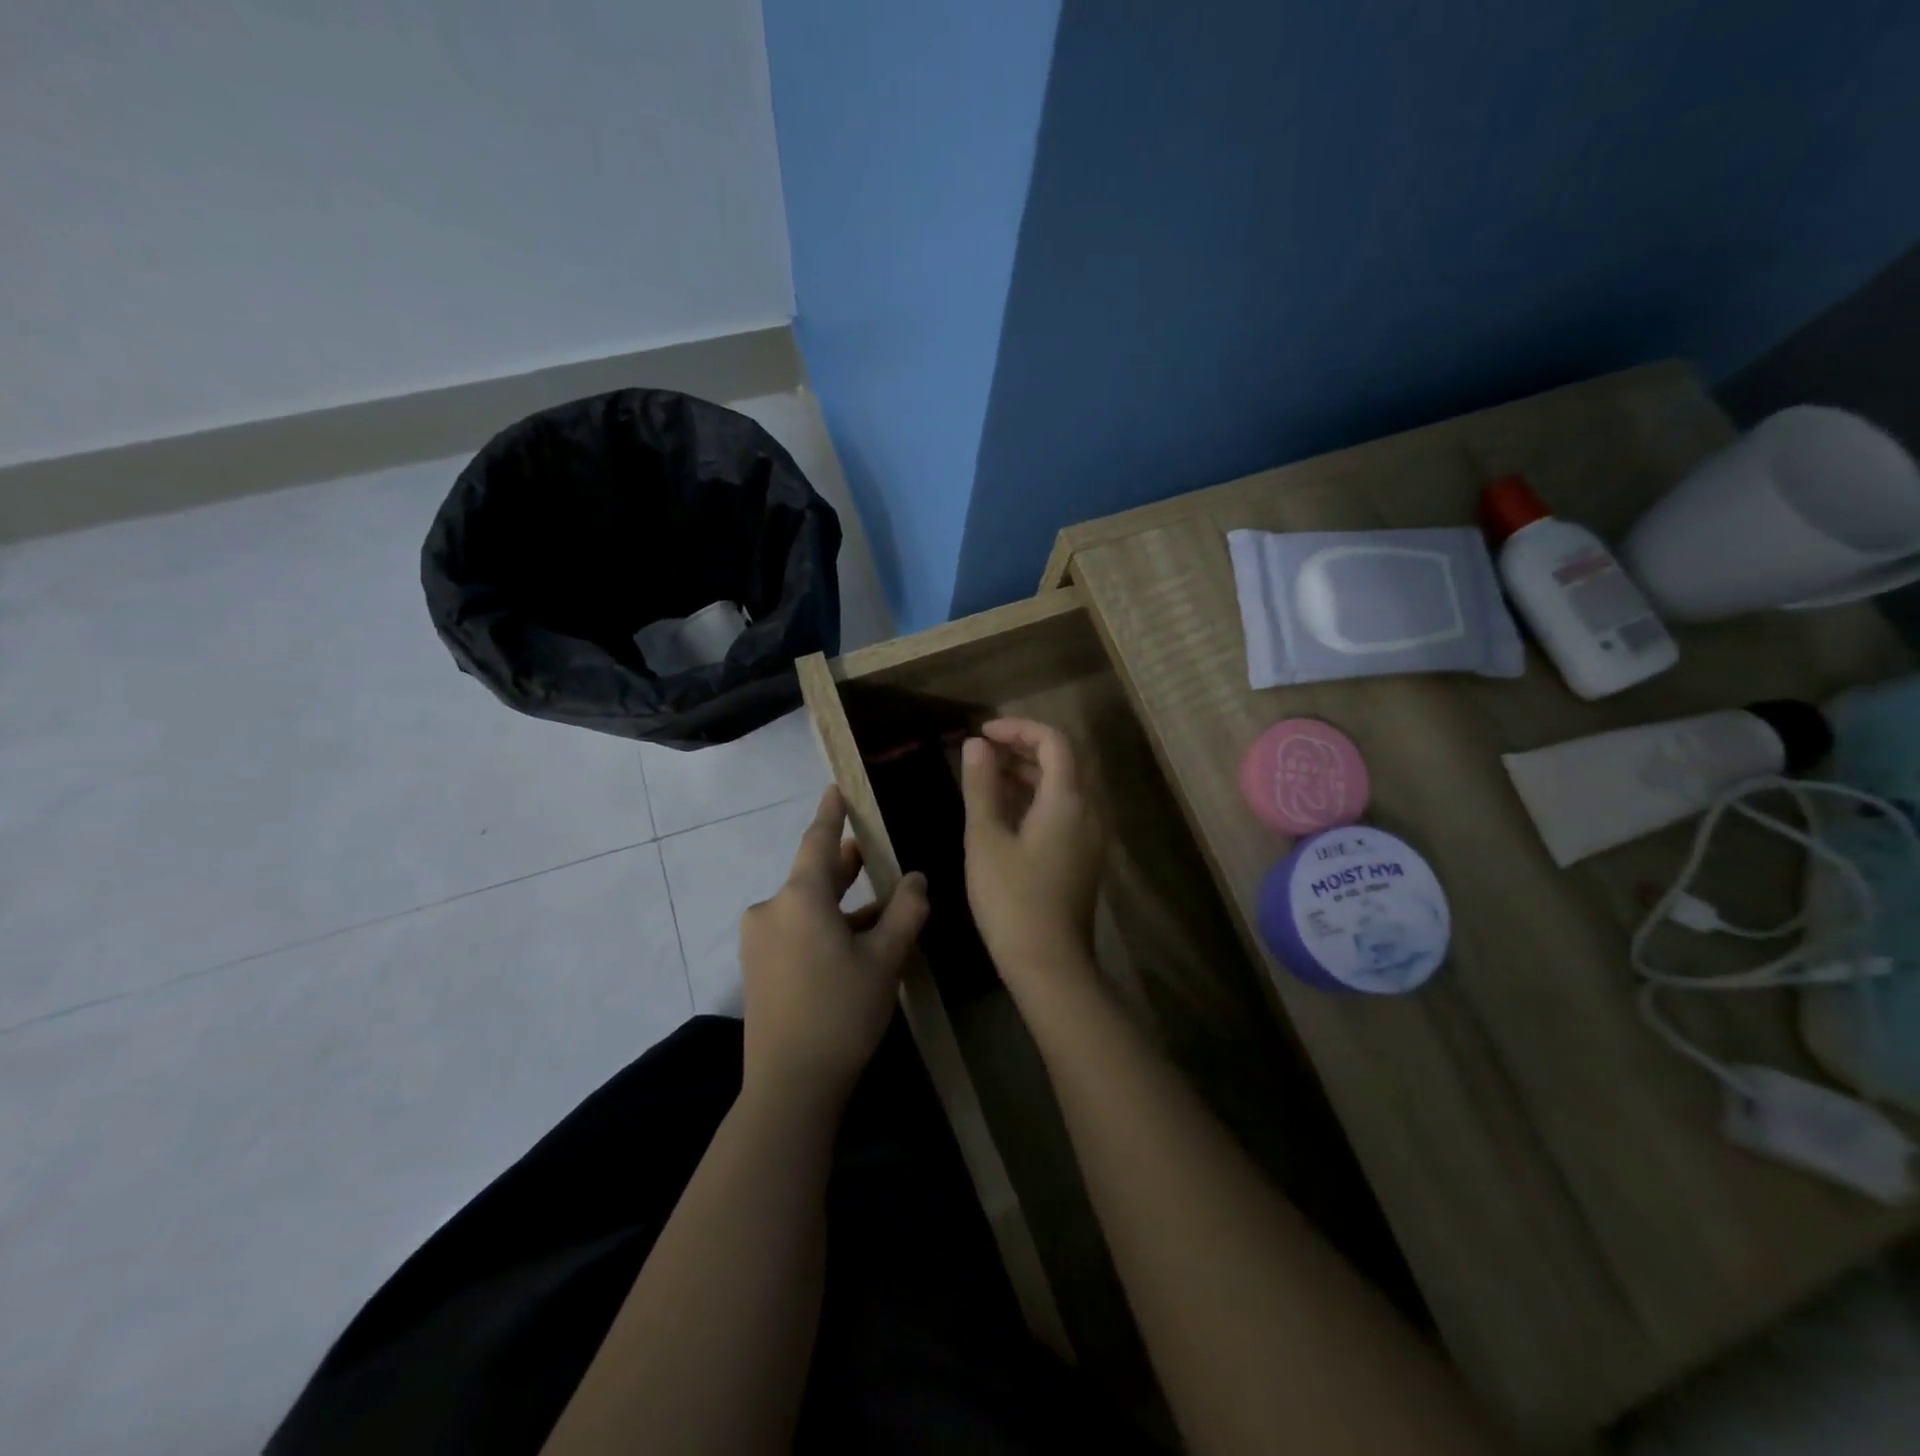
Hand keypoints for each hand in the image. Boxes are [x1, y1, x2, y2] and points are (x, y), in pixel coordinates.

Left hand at [739, 787, 928, 1109]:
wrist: (790, 1085)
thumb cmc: (842, 1012)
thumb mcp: (885, 959)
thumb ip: (905, 911)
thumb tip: (916, 879)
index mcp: (800, 897)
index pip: (817, 840)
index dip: (830, 812)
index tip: (836, 788)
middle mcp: (772, 909)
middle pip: (813, 874)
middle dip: (844, 862)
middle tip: (873, 850)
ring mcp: (760, 940)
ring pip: (807, 905)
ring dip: (841, 902)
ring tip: (880, 903)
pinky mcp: (759, 967)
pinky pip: (796, 930)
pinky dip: (825, 926)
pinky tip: (856, 942)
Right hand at [959, 718, 1104, 984]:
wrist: (1049, 963)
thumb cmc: (1011, 900)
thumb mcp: (986, 839)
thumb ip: (981, 786)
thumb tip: (976, 745)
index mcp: (1068, 800)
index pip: (1054, 740)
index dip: (1018, 728)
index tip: (983, 734)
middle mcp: (1089, 810)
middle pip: (1066, 758)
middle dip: (1026, 745)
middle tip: (987, 749)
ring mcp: (1091, 834)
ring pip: (1068, 784)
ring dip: (1032, 770)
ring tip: (989, 773)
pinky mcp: (1086, 854)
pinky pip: (1068, 807)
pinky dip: (1040, 795)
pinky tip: (1008, 807)